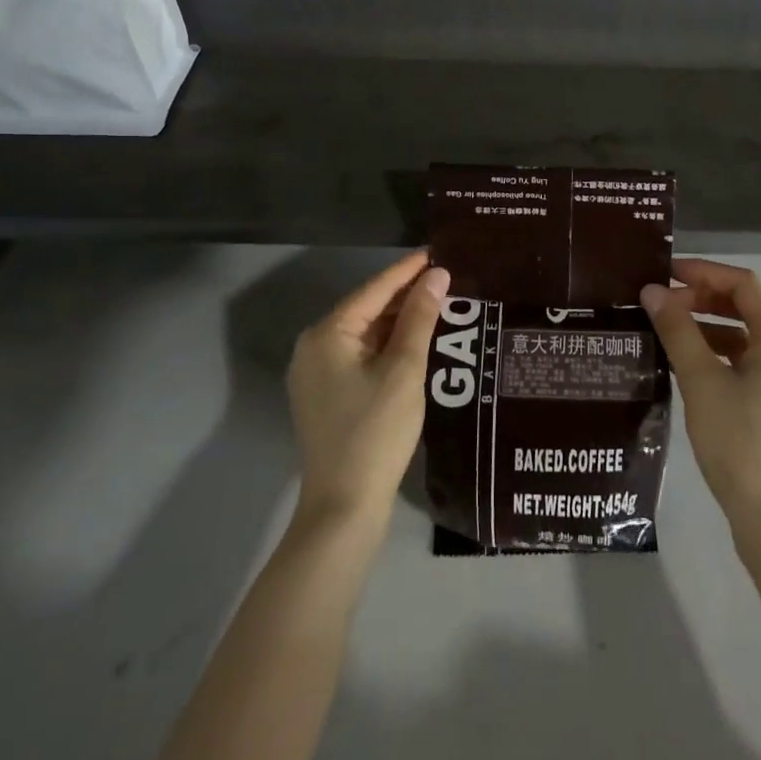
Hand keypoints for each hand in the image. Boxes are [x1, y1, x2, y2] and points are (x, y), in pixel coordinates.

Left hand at [287, 252, 448, 526]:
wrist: (344, 506)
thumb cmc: (375, 431)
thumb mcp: (404, 369)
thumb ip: (420, 318)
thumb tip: (436, 275)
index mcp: (327, 334)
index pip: (374, 290)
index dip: (408, 270)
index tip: (438, 252)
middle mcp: (314, 347)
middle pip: (366, 310)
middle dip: (405, 297)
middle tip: (446, 281)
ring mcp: (316, 374)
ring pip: (365, 335)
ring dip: (399, 323)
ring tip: (439, 307)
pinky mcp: (326, 396)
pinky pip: (360, 357)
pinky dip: (388, 347)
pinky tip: (416, 344)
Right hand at [642, 258, 760, 534]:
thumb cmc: (739, 442)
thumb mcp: (701, 381)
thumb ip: (677, 330)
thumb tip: (653, 291)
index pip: (742, 284)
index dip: (703, 272)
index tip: (665, 274)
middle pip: (747, 309)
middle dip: (703, 300)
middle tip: (661, 305)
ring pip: (748, 339)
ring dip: (710, 329)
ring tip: (669, 335)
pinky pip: (753, 365)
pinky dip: (722, 356)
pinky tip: (693, 371)